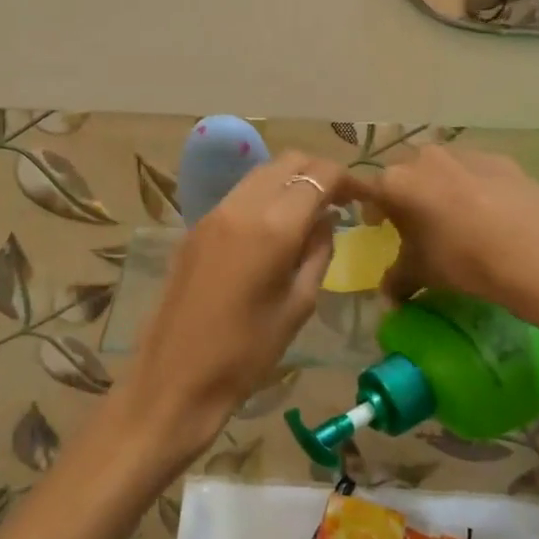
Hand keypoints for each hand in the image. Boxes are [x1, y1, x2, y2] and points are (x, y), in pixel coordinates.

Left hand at [112, 151, 359, 465]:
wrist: (175, 377)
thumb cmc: (247, 353)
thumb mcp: (298, 305)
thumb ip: (318, 253)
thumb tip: (326, 219)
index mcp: (273, 227)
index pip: (319, 176)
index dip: (347, 178)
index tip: (364, 196)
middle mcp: (242, 206)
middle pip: (288, 161)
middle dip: (319, 172)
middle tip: (340, 200)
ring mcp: (214, 213)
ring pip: (261, 173)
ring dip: (291, 180)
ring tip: (311, 211)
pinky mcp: (197, 226)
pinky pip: (240, 194)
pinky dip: (266, 195)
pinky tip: (276, 225)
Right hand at [360, 145, 538, 330]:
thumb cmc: (466, 260)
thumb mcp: (425, 274)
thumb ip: (398, 280)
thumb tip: (387, 297)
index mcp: (397, 181)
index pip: (369, 189)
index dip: (370, 208)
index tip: (377, 226)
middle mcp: (425, 157)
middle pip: (405, 173)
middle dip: (405, 195)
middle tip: (416, 225)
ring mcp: (464, 153)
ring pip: (441, 168)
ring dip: (439, 188)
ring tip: (456, 219)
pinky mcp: (500, 159)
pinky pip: (474, 171)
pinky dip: (473, 187)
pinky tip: (491, 215)